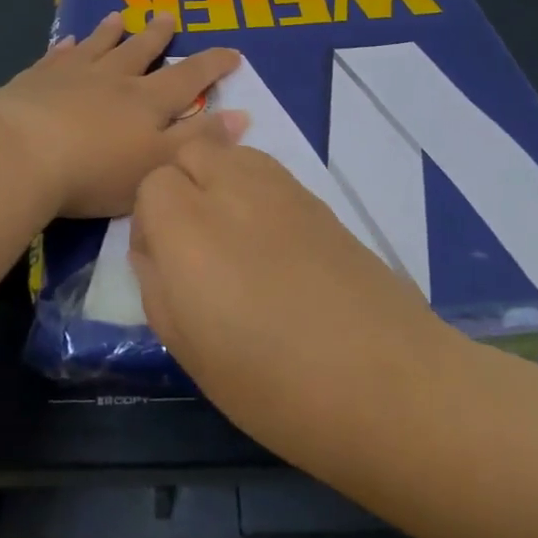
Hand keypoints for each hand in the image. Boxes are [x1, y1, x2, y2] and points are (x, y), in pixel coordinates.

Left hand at [0, 12, 247, 218]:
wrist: (20, 154)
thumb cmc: (95, 170)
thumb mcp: (158, 165)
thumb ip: (199, 142)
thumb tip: (241, 115)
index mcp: (147, 102)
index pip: (188, 78)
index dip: (212, 65)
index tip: (231, 52)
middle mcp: (112, 79)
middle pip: (140, 51)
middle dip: (158, 35)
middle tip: (168, 15)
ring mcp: (70, 75)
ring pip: (97, 46)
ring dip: (110, 32)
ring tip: (119, 16)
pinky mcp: (34, 80)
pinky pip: (55, 56)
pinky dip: (65, 47)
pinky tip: (66, 40)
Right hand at [130, 138, 457, 472]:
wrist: (388, 384)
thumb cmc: (274, 384)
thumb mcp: (187, 348)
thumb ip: (156, 285)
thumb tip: (154, 252)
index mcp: (189, 227)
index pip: (151, 185)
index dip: (149, 223)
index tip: (163, 265)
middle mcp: (233, 191)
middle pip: (191, 152)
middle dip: (180, 187)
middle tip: (191, 244)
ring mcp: (282, 190)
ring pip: (232, 154)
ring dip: (217, 181)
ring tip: (230, 238)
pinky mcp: (320, 201)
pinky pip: (269, 174)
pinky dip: (254, 192)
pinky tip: (270, 244)